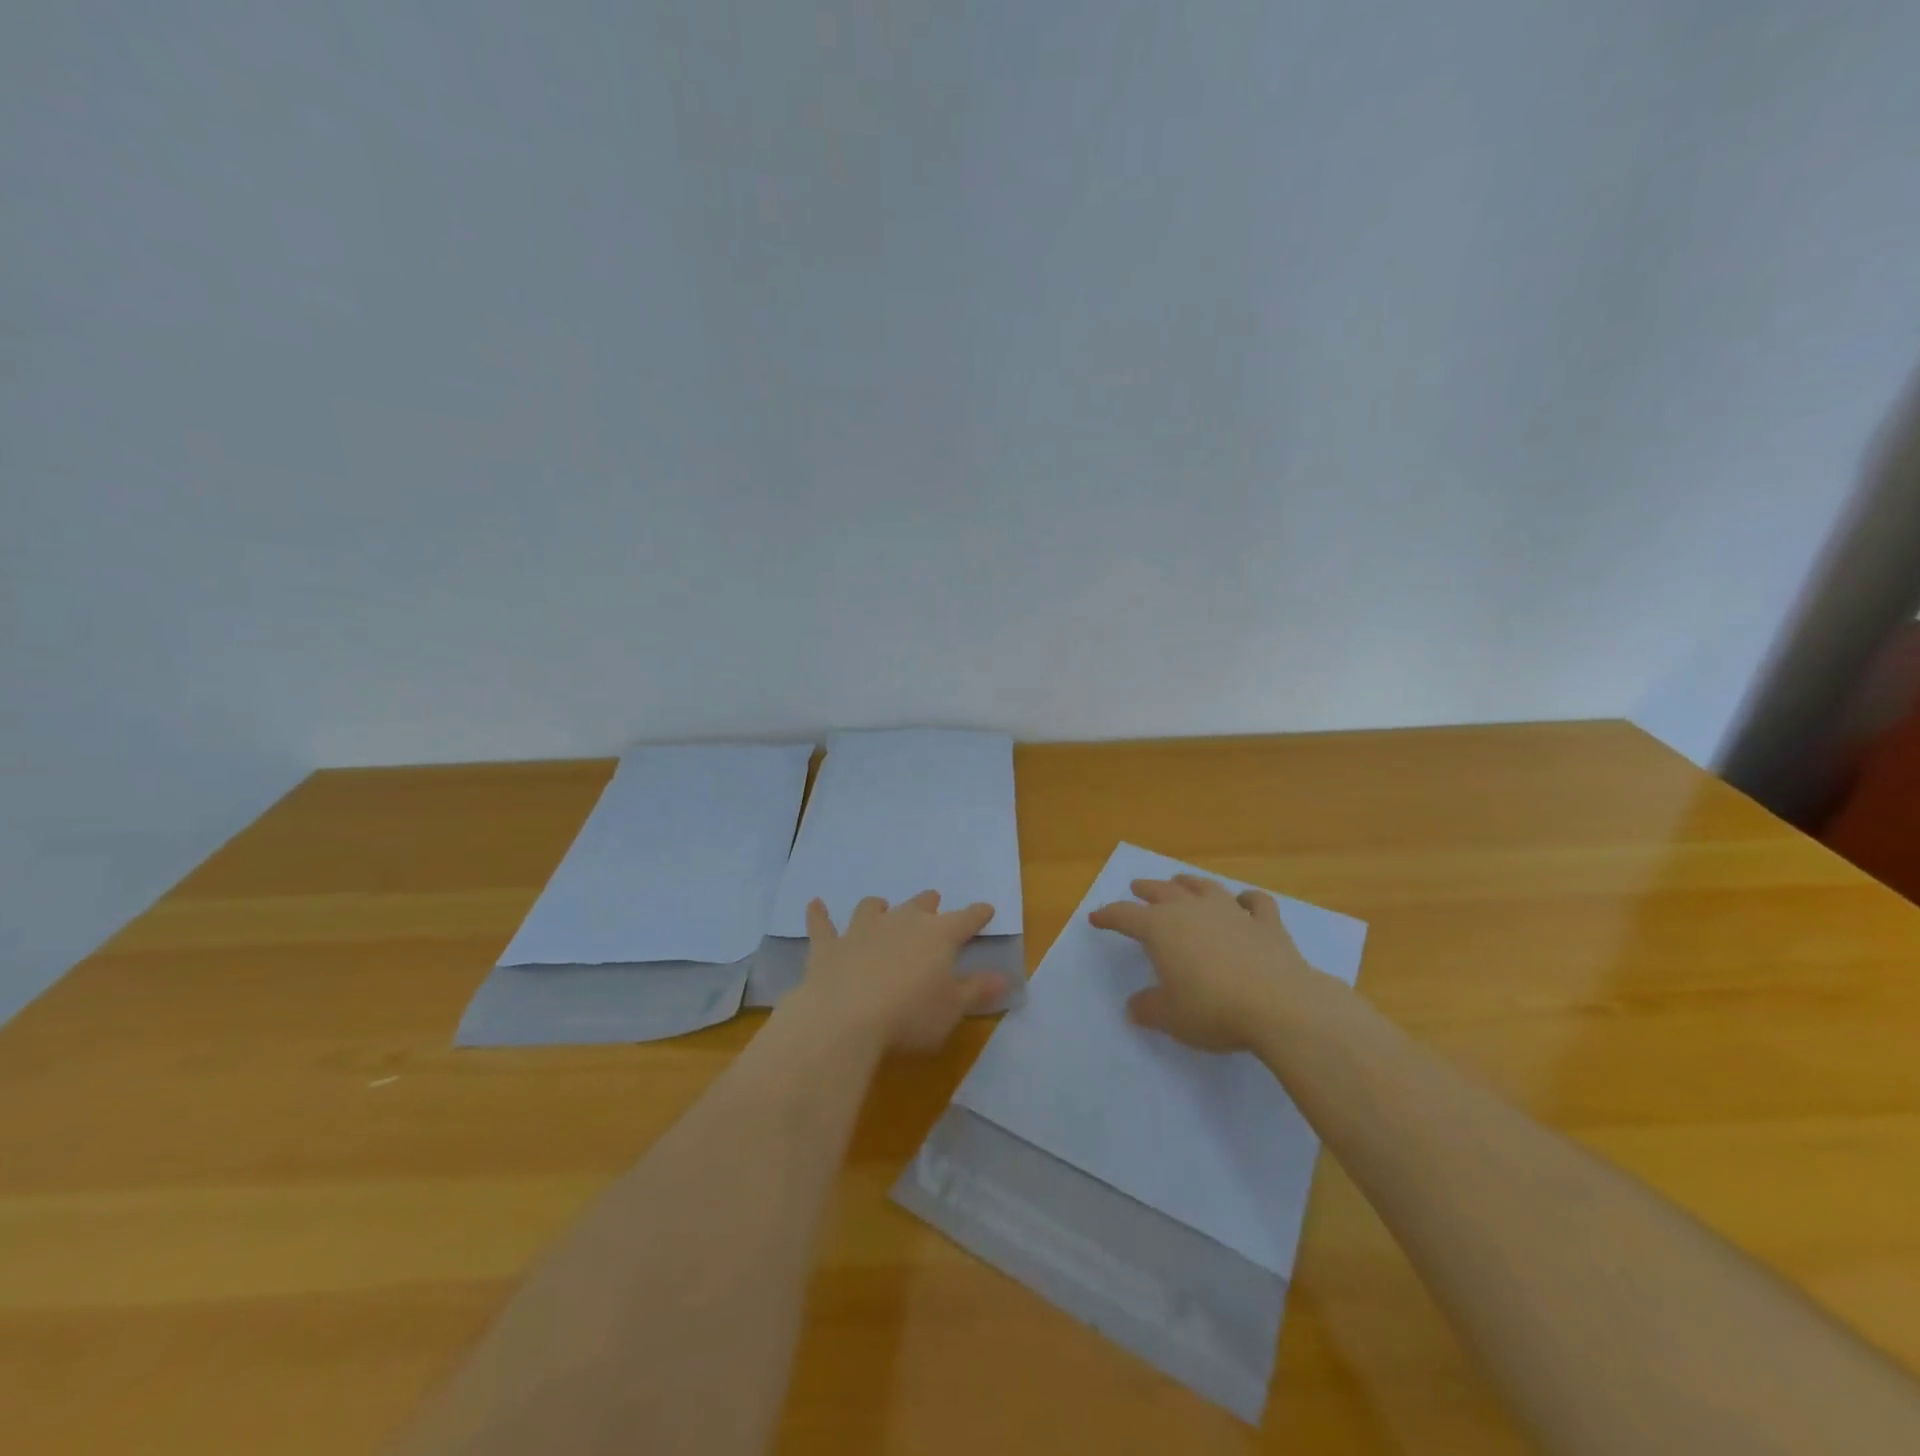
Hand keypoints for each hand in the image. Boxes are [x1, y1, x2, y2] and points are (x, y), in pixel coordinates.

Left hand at [792, 891, 1005, 1052]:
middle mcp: (901, 922)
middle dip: (929, 903)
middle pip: (920, 905)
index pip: (966, 919)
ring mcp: (862, 930)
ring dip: (878, 907)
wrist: (846, 1018)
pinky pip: (822, 924)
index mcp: (939, 935)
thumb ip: (977, 990)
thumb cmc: (910, 1015)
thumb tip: (1005, 977)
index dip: (978, 914)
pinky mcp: (829, 945)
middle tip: (933, 902)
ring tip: (880, 905)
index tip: (986, 909)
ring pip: (873, 908)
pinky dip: (819, 914)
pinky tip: (815, 905)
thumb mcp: (952, 1009)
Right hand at [1089, 873, 1318, 1051]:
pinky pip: (1255, 902)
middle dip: (1146, 889)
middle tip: (1137, 887)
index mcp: (1161, 929)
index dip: (1108, 916)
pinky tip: (1245, 902)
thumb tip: (1135, 1006)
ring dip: (1190, 883)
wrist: (1279, 1005)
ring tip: (1181, 881)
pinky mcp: (1267, 924)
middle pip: (1163, 892)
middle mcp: (1192, 911)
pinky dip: (1248, 900)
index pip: (1126, 916)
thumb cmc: (1213, 1009)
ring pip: (1205, 888)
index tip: (1096, 917)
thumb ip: (1149, 1008)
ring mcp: (1232, 913)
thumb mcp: (1170, 1017)